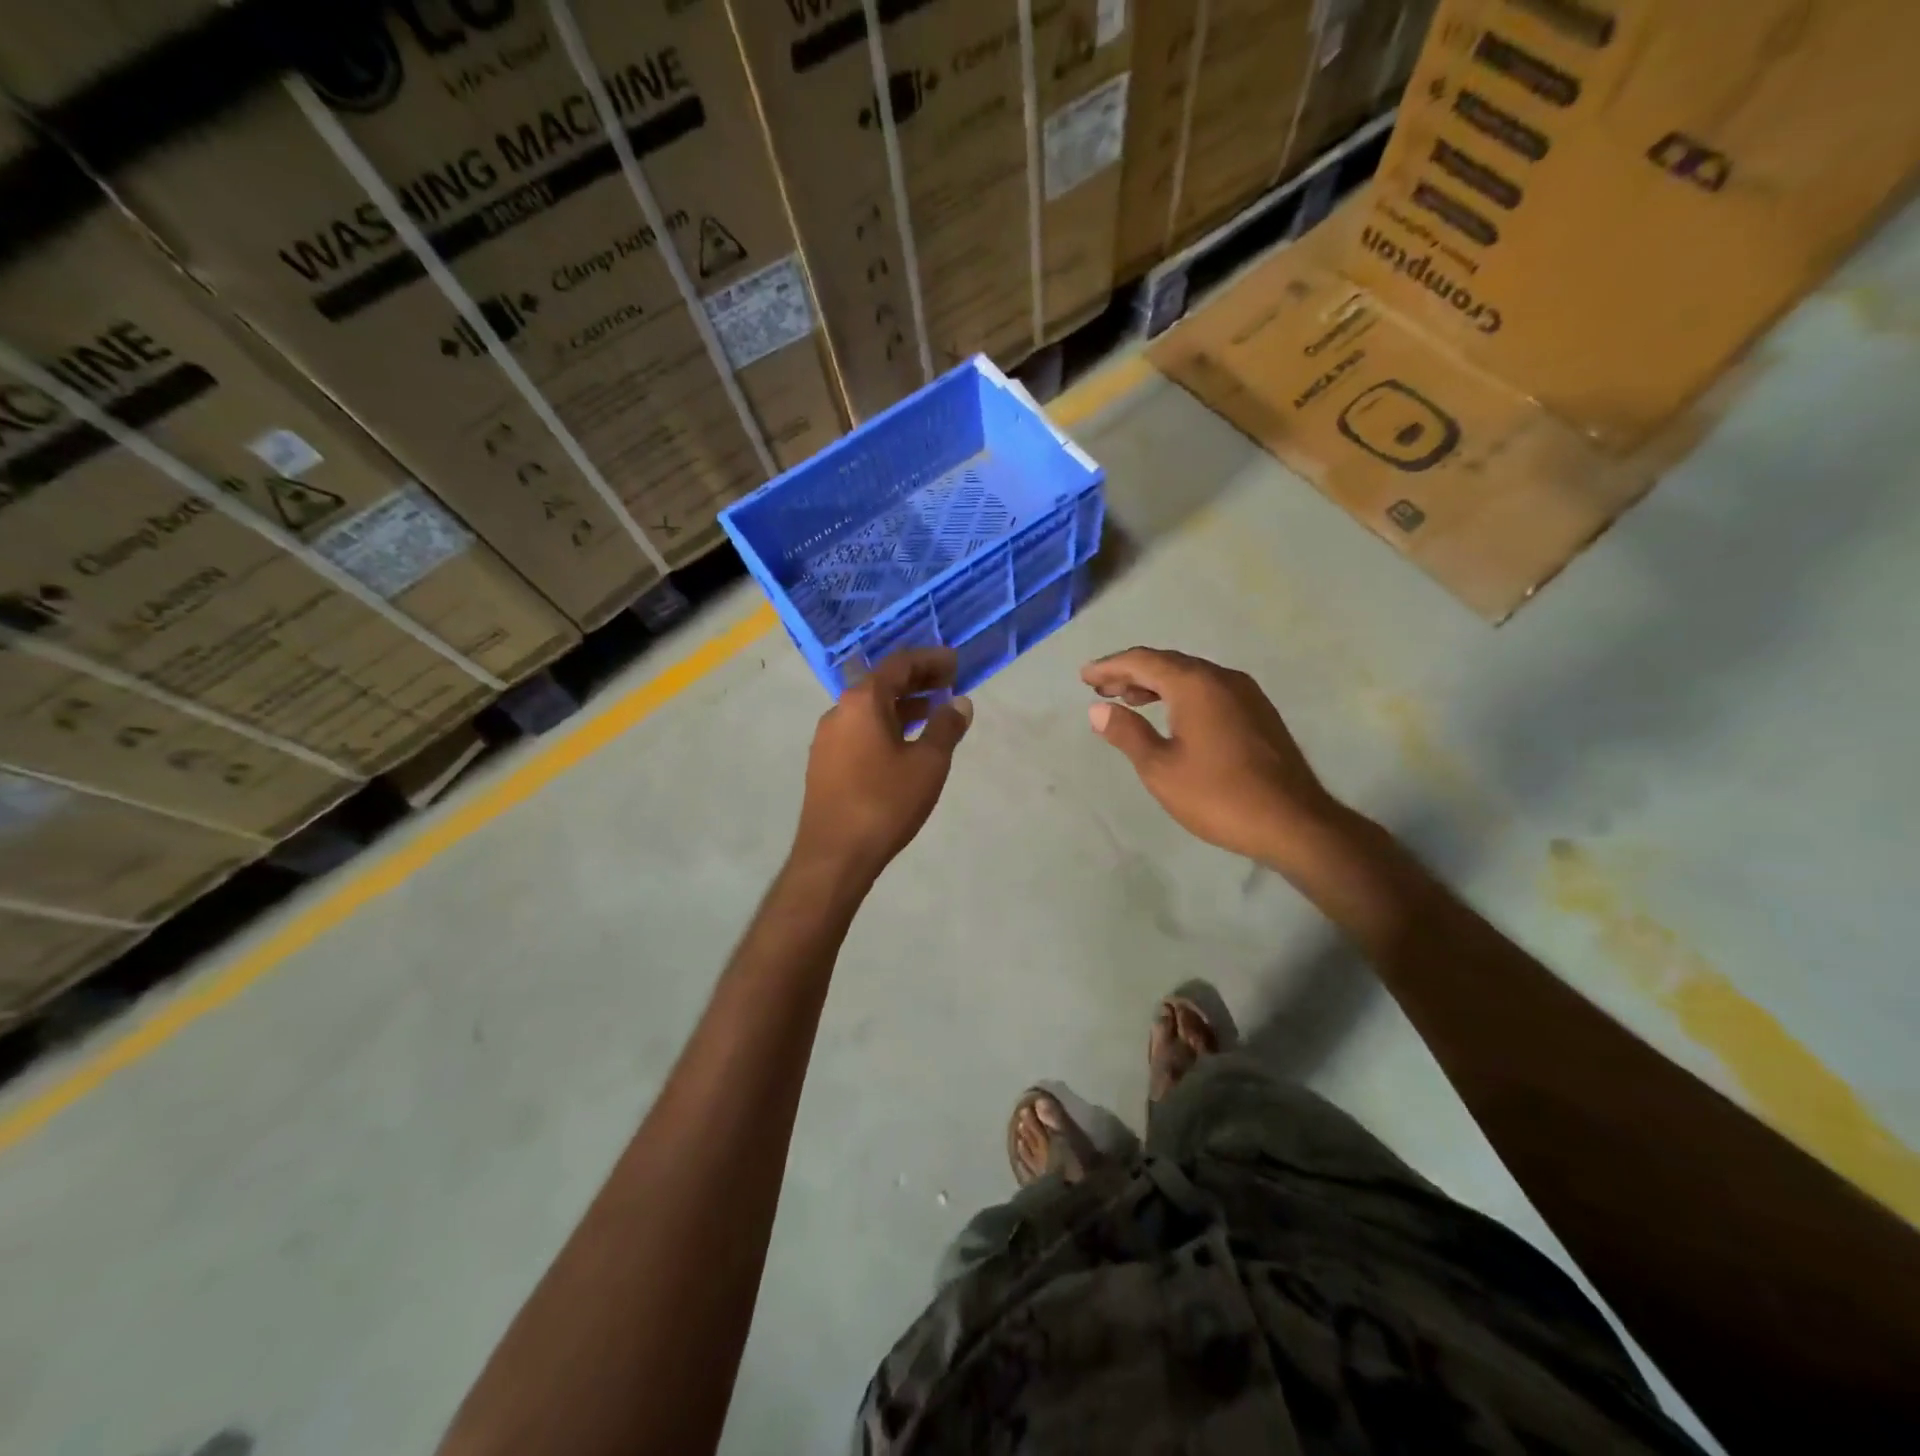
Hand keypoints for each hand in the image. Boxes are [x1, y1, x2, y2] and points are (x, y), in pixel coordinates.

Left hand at [793, 648, 972, 884]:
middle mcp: (839, 711)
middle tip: (949, 684)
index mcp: (862, 702)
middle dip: (917, 681)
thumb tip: (959, 704)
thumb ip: (946, 728)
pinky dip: (885, 726)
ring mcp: (827, 739)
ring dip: (902, 706)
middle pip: (881, 684)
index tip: (955, 663)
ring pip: (869, 709)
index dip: (930, 660)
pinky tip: (904, 744)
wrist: (834, 855)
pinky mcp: (824, 763)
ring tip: (933, 713)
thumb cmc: (885, 803)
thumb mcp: (928, 764)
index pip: (899, 665)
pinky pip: (860, 731)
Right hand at [1081, 647, 1346, 872]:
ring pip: (1191, 676)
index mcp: (1195, 684)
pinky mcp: (1258, 713)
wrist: (1293, 822)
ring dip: (1156, 683)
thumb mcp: (1160, 769)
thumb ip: (1127, 733)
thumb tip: (1099, 709)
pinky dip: (1181, 694)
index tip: (1085, 677)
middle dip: (1131, 672)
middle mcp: (1222, 678)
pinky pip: (1209, 690)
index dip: (1110, 667)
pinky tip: (1171, 715)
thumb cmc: (1218, 795)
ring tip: (1129, 699)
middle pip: (1168, 663)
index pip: (1143, 661)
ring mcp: (1246, 694)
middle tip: (1101, 688)